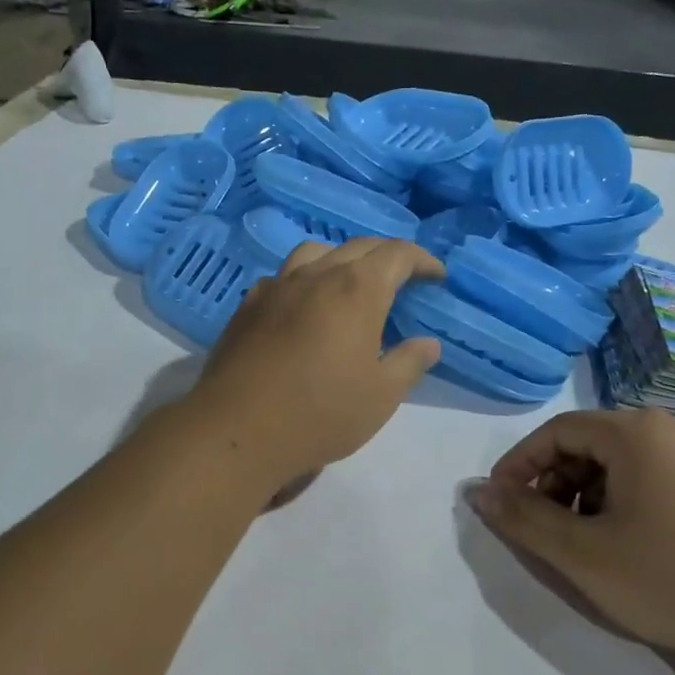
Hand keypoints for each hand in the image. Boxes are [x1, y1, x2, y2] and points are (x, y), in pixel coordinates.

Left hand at [182, 238, 442, 492]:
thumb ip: (409, 363)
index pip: (397, 254)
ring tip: (349, 283)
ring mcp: (277, 286)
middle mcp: (316, 275)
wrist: (239, 429)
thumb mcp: (381, 395)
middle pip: (358, 246)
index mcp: (357, 289)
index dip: (422, 260)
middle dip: (386, 256)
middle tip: (401, 279)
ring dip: (341, 258)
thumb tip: (427, 343)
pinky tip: (303, 305)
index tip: (436, 277)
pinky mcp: (247, 305)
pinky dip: (304, 279)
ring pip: (315, 252)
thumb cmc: (321, 413)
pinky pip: (282, 276)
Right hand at [469, 407, 674, 664]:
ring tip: (585, 543)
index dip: (519, 465)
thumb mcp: (583, 554)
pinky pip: (654, 479)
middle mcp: (670, 431)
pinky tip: (630, 546)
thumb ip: (523, 519)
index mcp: (635, 432)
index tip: (502, 505)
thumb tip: (477, 491)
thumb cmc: (674, 578)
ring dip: (586, 495)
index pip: (556, 430)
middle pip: (589, 443)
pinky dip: (623, 503)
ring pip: (621, 464)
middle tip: (543, 529)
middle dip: (553, 483)